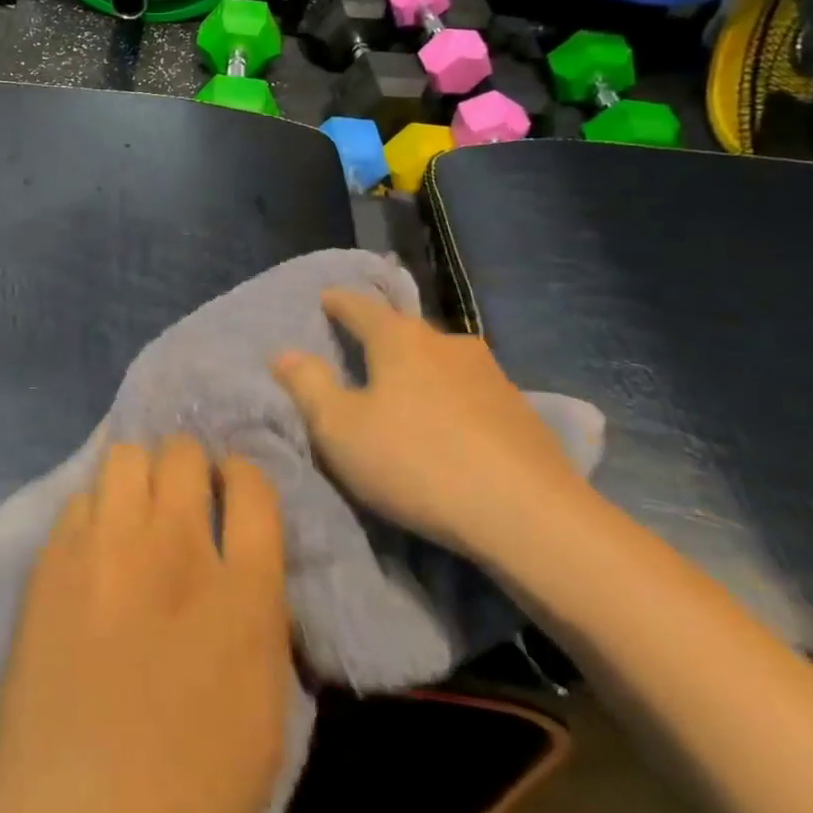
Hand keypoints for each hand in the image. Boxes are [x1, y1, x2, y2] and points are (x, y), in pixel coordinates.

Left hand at [0, 438, 292, 812]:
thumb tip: (241, 569)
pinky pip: (78, 499)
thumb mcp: (265, 709)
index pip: (252, 484)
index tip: (231, 490)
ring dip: (137, 476)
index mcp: (243, 590)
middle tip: (181, 499)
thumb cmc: (191, 789)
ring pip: (125, 456)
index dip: (242, 476)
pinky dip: (92, 511)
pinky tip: (90, 547)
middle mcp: (176, 547)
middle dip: (188, 465)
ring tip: (133, 512)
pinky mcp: (53, 560)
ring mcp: (107, 547)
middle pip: (183, 452)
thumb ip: (258, 617)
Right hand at [271, 289, 590, 561]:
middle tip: (360, 352)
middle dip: (381, 338)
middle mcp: (448, 343)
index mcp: (400, 340)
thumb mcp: (340, 429)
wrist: (528, 515)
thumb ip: (308, 386)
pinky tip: (448, 426)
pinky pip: (470, 393)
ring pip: (441, 362)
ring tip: (404, 393)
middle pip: (405, 332)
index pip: (361, 307)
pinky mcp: (521, 411)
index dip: (339, 302)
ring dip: (419, 371)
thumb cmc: (416, 462)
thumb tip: (284, 353)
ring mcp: (491, 375)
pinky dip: (450, 400)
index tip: (326, 297)